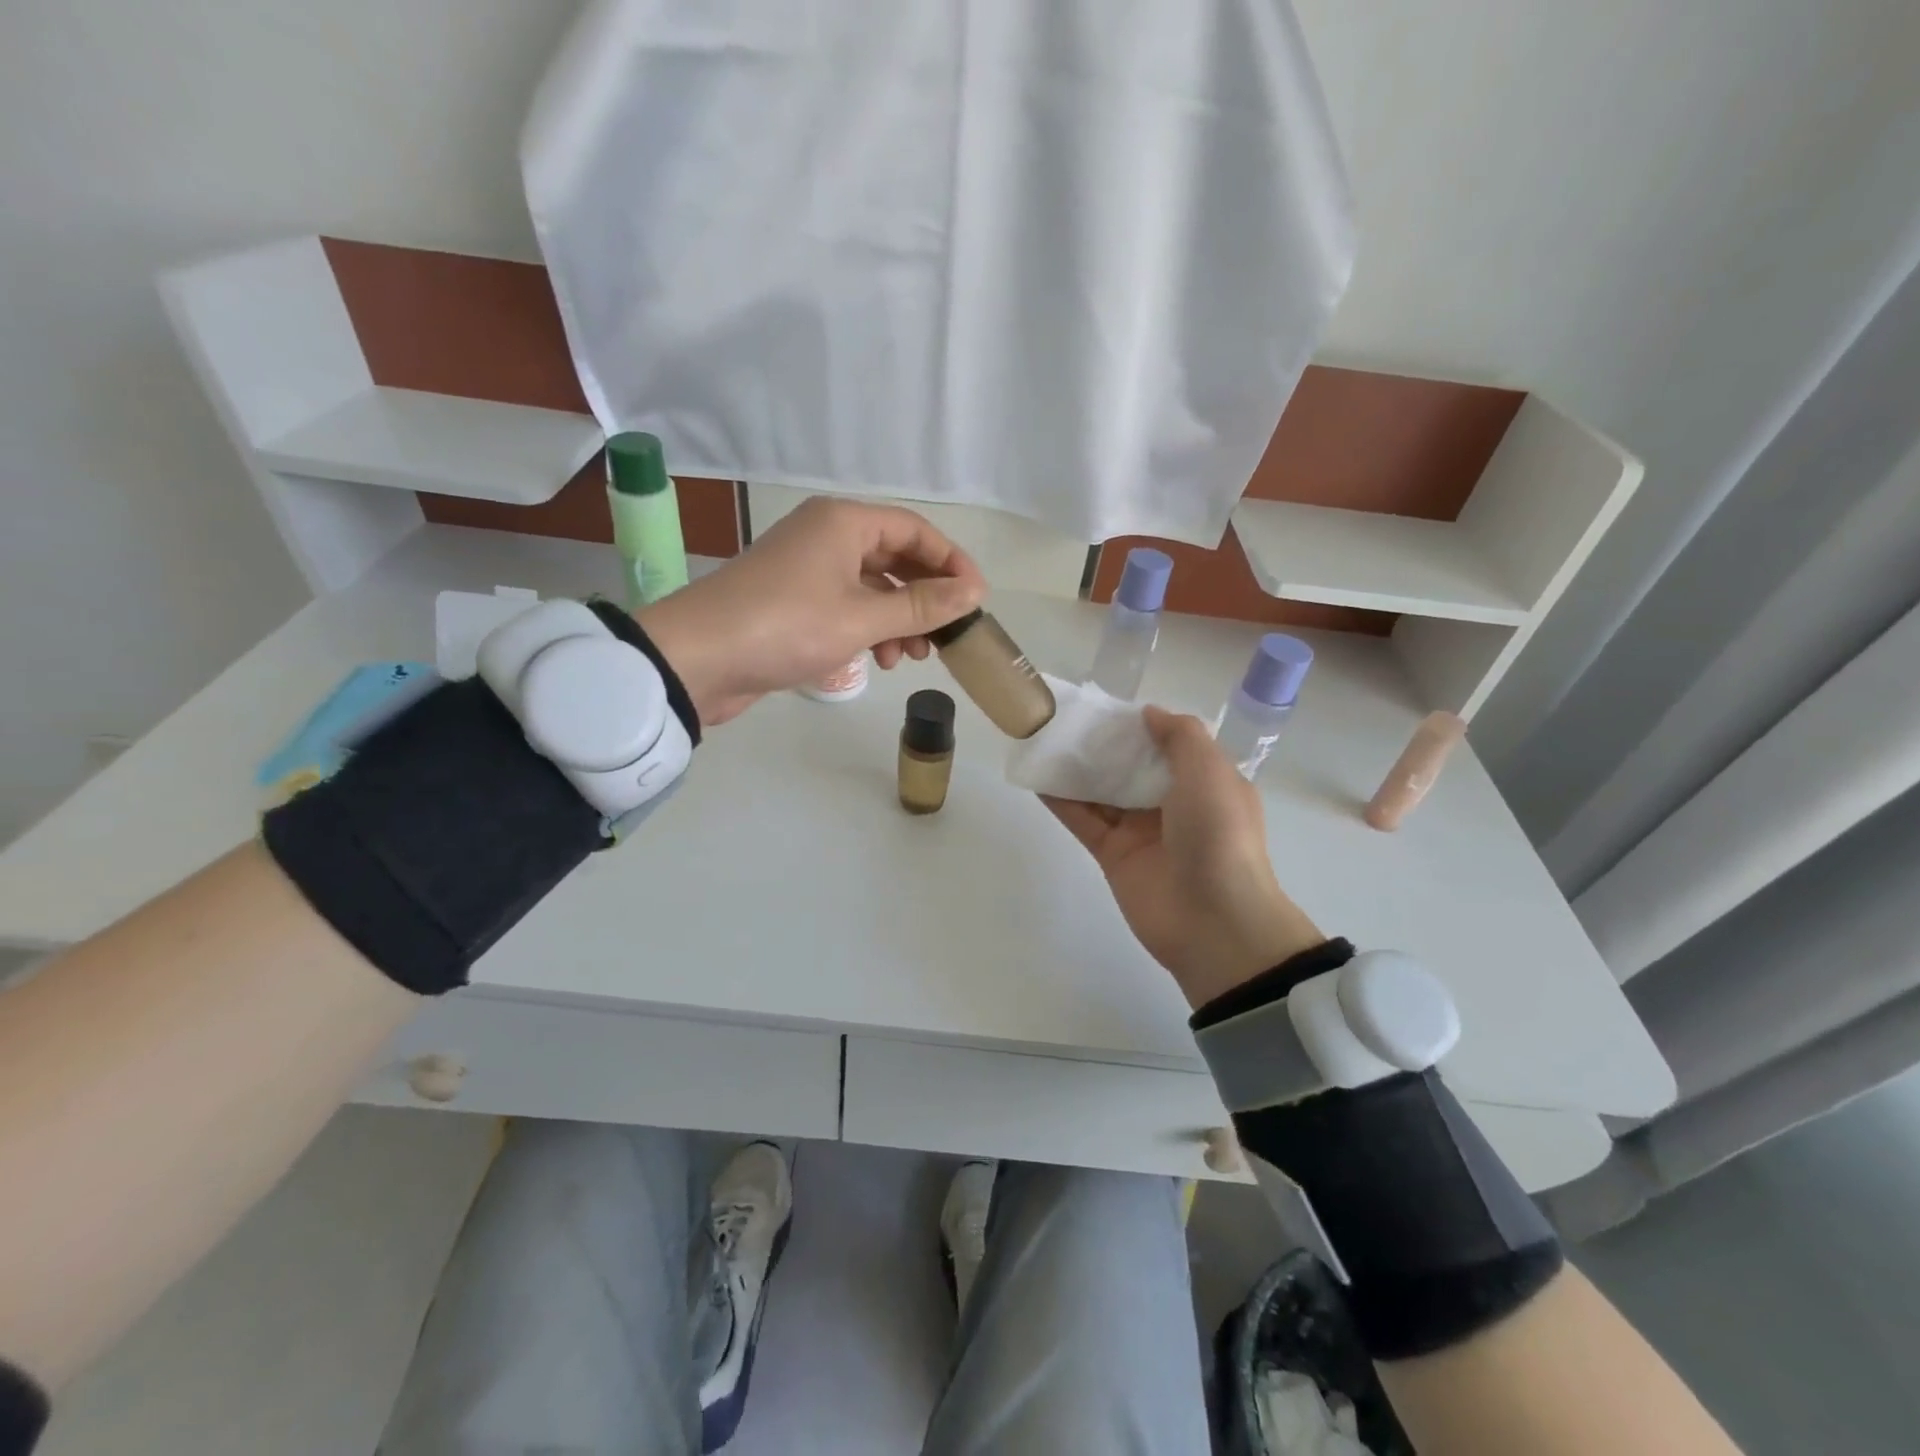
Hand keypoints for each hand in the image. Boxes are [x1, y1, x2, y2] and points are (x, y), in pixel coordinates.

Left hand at [638, 497, 986, 724]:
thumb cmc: (787, 626)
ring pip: (872, 587)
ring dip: (898, 620)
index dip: (952, 563)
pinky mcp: (793, 602)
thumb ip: (922, 605)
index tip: (976, 600)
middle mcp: (827, 536)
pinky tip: (876, 661)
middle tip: (944, 636)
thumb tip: (974, 592)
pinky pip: (847, 607)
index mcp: (844, 522)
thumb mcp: (863, 617)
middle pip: (895, 558)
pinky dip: (868, 630)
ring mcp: (807, 569)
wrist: (698, 658)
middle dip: (924, 598)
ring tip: (909, 657)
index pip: (916, 530)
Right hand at [1045, 706, 1324, 1008]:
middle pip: (1131, 767)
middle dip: (1104, 745)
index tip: (1108, 708)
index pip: (1169, 747)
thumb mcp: (1210, 771)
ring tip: (1044, 739)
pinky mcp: (1113, 855)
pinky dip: (1061, 800)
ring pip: (1103, 792)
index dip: (1141, 727)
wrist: (1213, 920)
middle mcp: (1173, 805)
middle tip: (1067, 719)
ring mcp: (1141, 831)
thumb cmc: (1218, 835)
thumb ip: (1180, 736)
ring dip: (1078, 769)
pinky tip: (1038, 776)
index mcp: (1204, 783)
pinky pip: (1084, 820)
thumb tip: (1149, 713)